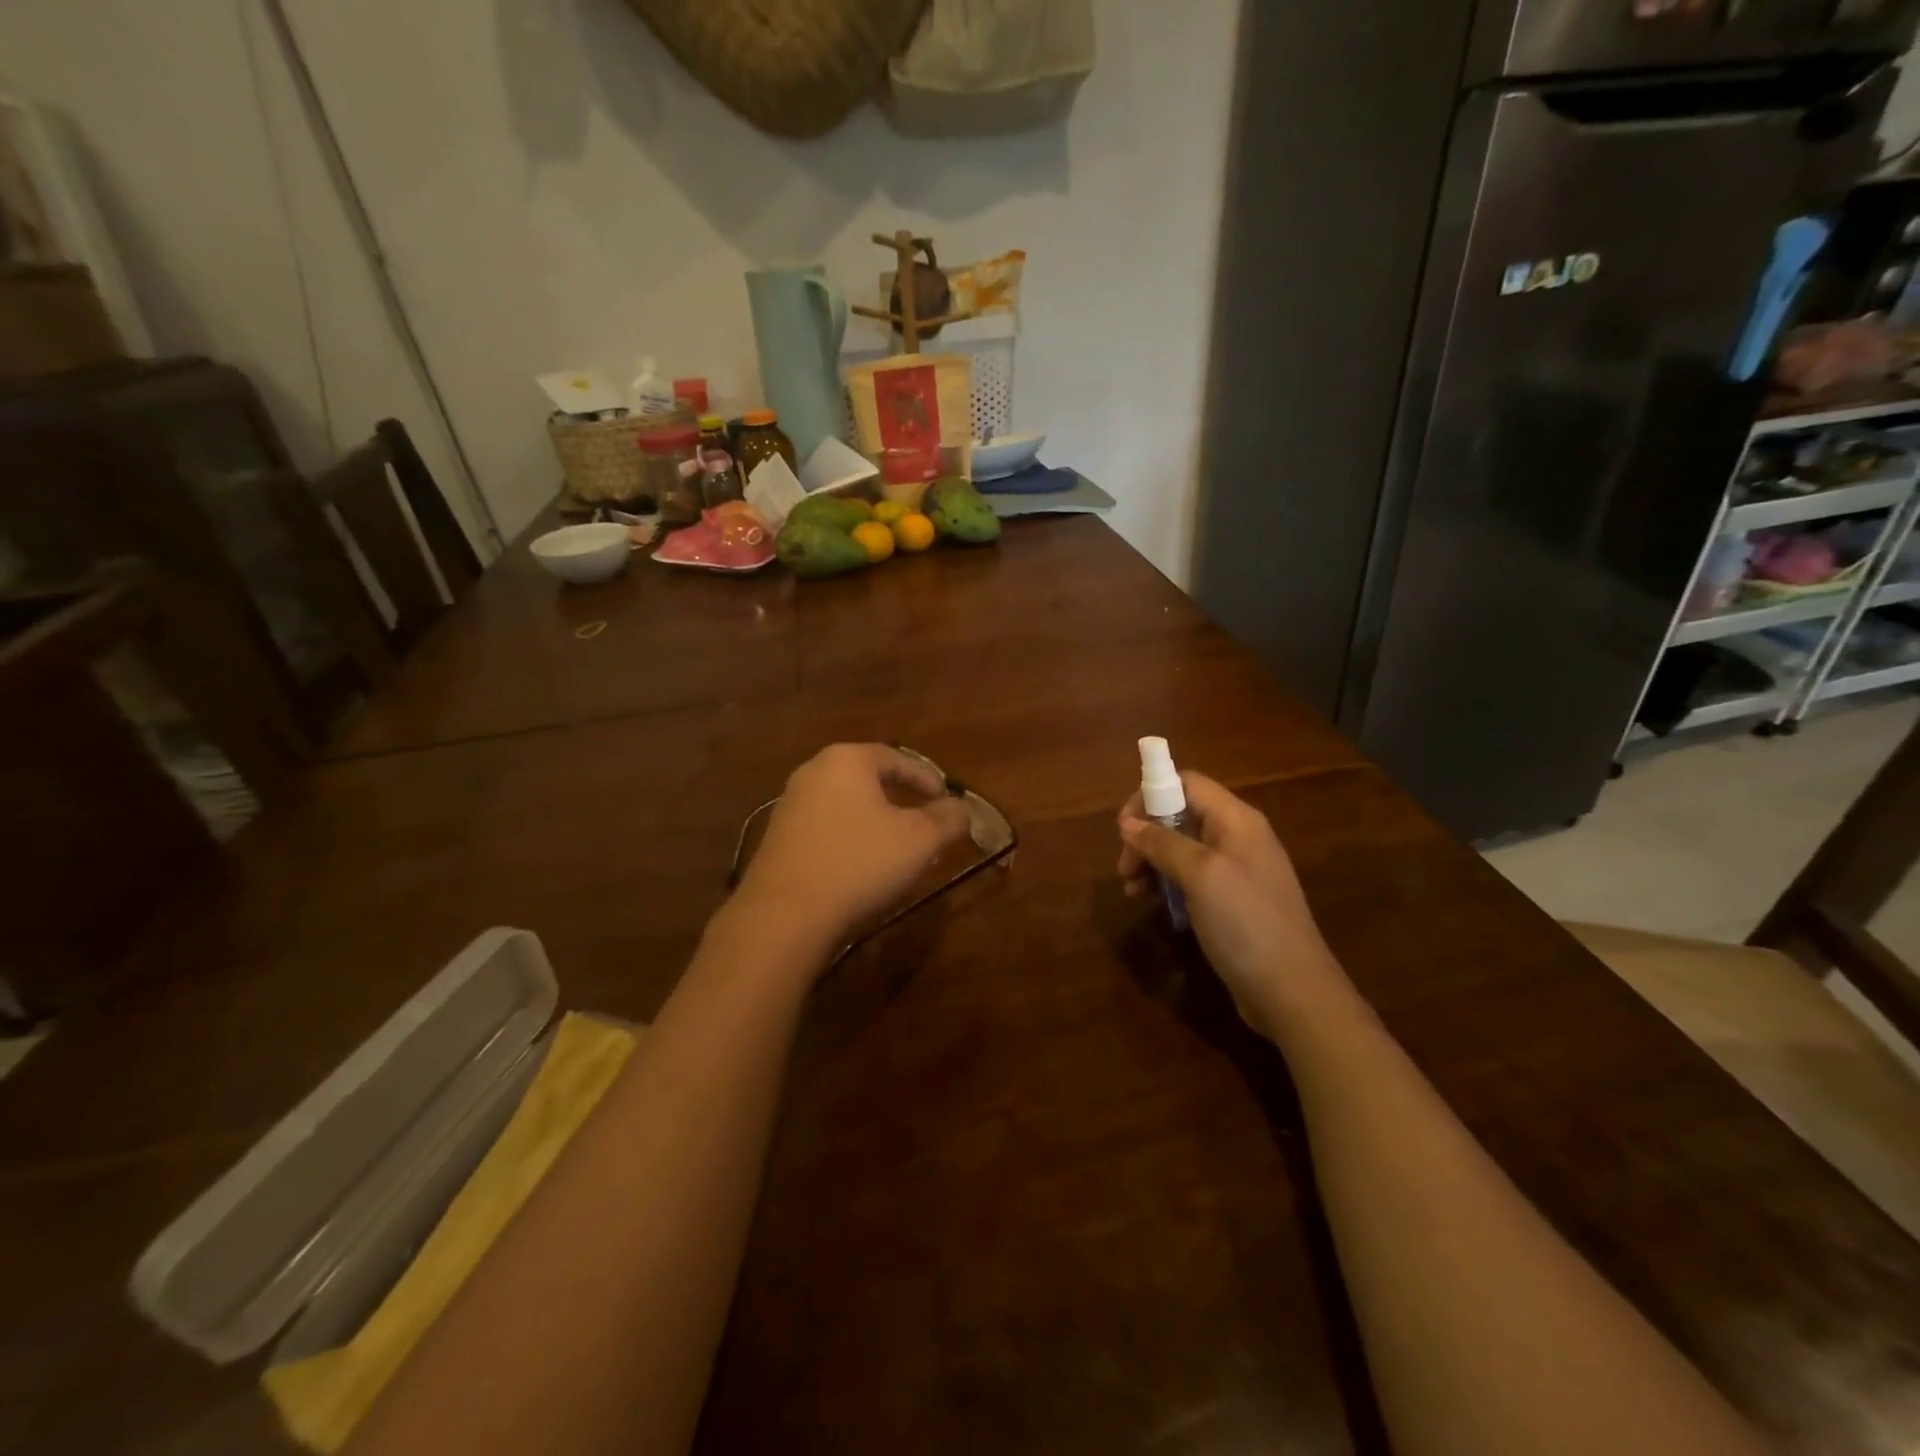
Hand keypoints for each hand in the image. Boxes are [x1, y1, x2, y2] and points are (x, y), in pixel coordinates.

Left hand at [731, 743, 972, 964]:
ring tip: (896, 845)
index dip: (927, 778)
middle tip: (924, 819)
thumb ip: (947, 818)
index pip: (897, 758)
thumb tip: (961, 808)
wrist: (785, 913)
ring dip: (874, 819)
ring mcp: (789, 804)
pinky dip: (849, 837)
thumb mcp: (920, 840)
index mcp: (847, 760)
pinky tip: (860, 864)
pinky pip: (825, 826)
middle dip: (900, 797)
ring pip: (845, 803)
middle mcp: (813, 771)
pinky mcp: (777, 837)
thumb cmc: (860, 863)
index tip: (947, 799)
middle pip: (868, 778)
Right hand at [1118, 772, 1347, 1038]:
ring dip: (1152, 862)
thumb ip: (1163, 843)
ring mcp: (1237, 871)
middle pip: (1181, 815)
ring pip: (1182, 849)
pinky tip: (1153, 905)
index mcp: (1236, 820)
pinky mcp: (1233, 902)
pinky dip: (1168, 885)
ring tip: (1132, 891)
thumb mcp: (1201, 876)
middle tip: (1124, 868)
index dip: (1150, 795)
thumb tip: (1128, 823)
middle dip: (1146, 835)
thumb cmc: (1247, 924)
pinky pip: (1193, 878)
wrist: (1293, 993)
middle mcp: (1238, 838)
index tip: (1124, 828)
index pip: (1187, 783)